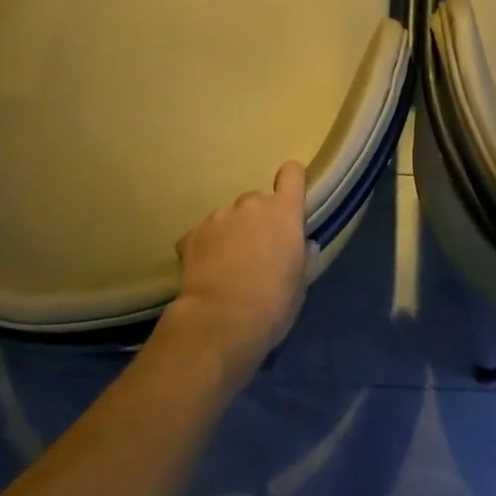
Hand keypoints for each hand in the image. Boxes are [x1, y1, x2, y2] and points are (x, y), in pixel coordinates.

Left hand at [165, 161, 312, 385]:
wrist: (220, 321)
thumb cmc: (272, 303)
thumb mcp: (299, 284)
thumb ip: (301, 257)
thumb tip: (303, 246)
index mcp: (284, 212)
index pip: (292, 174)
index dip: (291, 182)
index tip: (289, 201)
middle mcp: (252, 204)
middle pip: (257, 201)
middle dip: (257, 221)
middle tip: (256, 252)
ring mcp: (219, 216)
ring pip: (229, 218)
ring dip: (231, 234)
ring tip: (227, 267)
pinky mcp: (191, 234)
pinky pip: (203, 235)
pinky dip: (206, 248)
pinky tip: (206, 273)